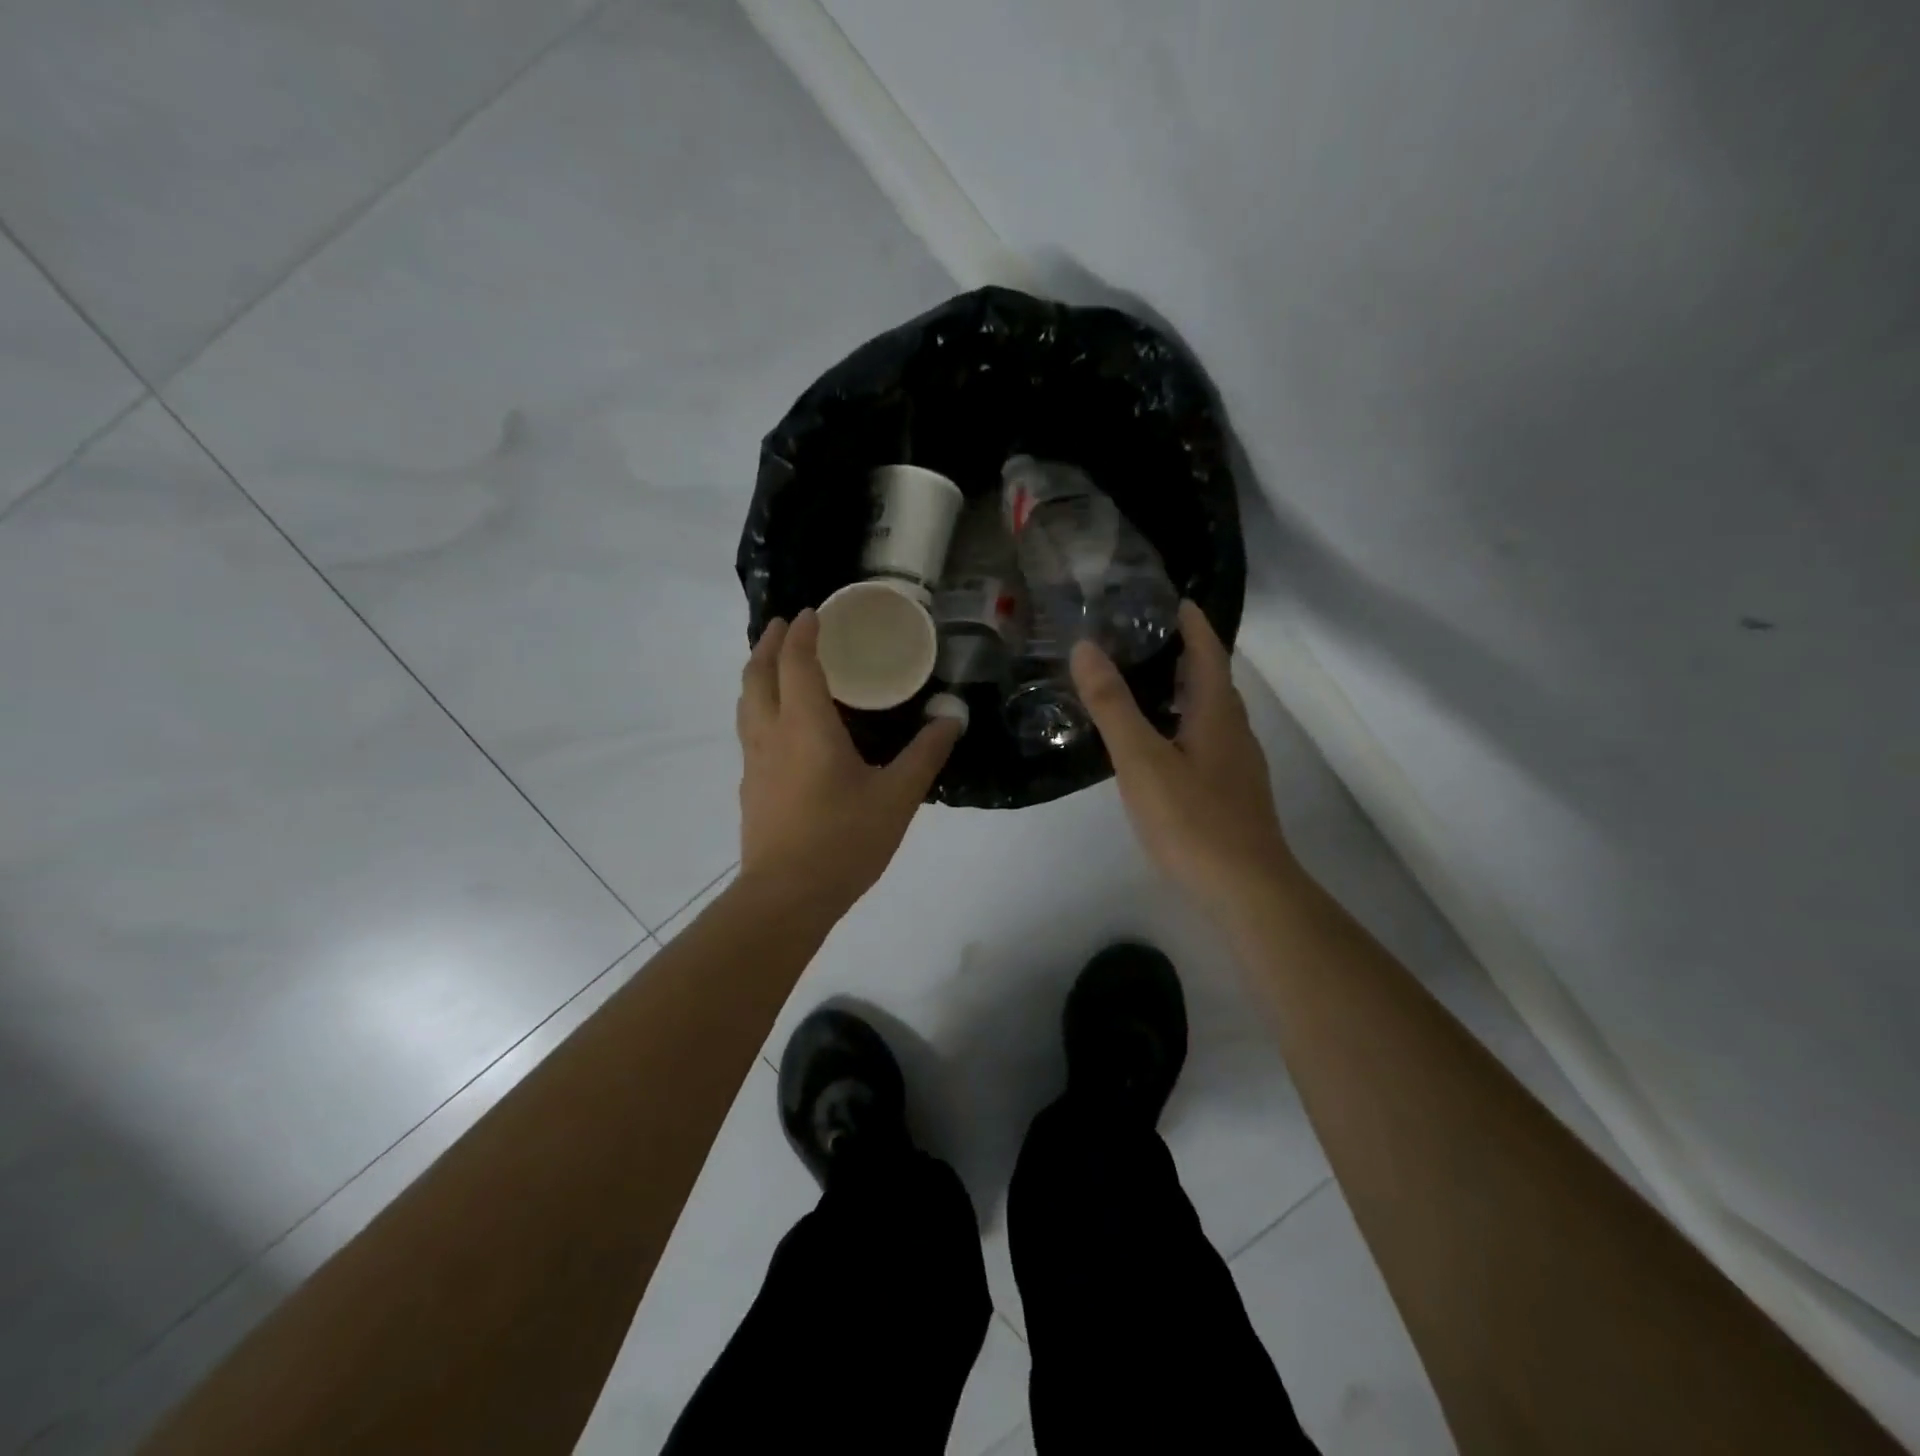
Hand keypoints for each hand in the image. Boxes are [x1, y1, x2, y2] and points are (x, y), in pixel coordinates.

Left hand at [736, 609, 962, 916]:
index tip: (813, 612)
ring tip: (776, 664)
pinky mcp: (750, 786)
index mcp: (805, 725)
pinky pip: (749, 729)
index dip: (803, 633)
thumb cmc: (844, 839)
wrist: (787, 896)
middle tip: (787, 625)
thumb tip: (952, 716)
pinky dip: (759, 705)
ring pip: (746, 702)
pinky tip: (780, 725)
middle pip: (757, 674)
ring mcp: (754, 761)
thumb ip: (926, 752)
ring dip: (758, 672)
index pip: (797, 663)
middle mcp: (771, 733)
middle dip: (770, 643)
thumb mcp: (898, 795)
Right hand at [1071, 601, 1296, 914]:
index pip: (1209, 654)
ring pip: (1212, 715)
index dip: (1194, 624)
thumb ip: (1113, 706)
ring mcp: (1238, 766)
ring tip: (1148, 685)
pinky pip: (1208, 742)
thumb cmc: (1192, 820)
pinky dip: (1185, 726)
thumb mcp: (1142, 760)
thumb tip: (1085, 648)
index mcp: (1217, 714)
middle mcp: (1235, 733)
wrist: (1245, 890)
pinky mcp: (1233, 794)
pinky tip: (1161, 747)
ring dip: (1187, 692)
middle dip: (1188, 655)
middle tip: (1149, 638)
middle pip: (1214, 682)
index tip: (1176, 599)